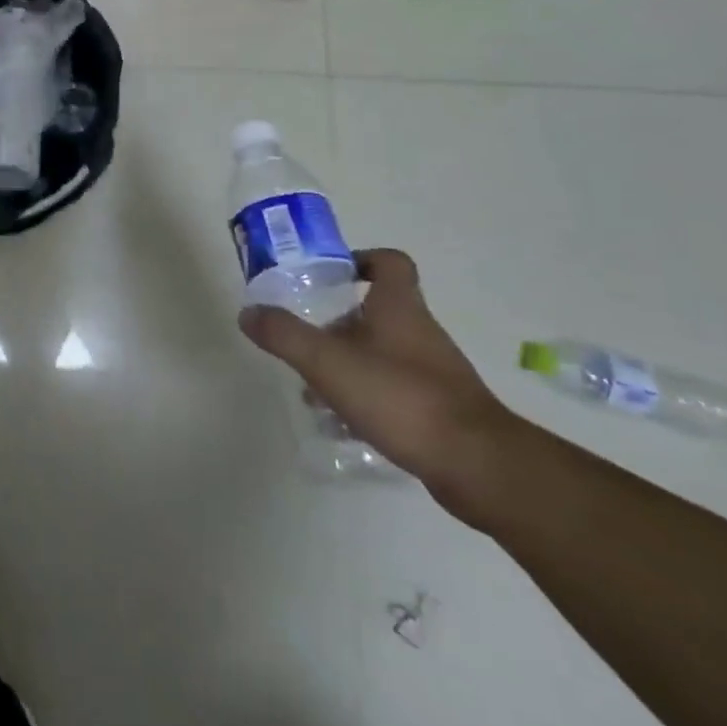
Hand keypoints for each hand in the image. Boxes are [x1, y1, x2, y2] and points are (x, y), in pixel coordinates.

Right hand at [238, 249, 516, 496]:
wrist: (478, 465)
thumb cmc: (401, 397)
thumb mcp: (328, 362)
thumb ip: (284, 335)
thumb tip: (248, 312)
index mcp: (399, 308)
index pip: (389, 263)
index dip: (360, 259)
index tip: (330, 275)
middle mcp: (419, 333)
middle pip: (376, 312)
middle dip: (337, 324)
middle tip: (304, 340)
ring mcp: (433, 373)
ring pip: (381, 354)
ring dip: (348, 364)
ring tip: (313, 390)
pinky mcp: (438, 410)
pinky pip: (393, 390)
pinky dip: (365, 397)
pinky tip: (342, 423)